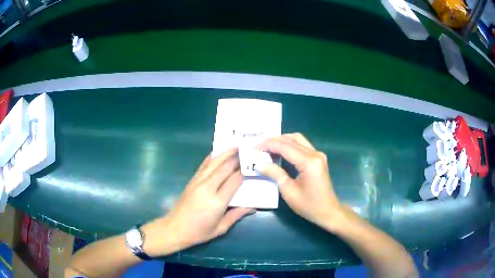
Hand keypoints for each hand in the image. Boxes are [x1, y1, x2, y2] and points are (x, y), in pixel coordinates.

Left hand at [142, 148, 254, 255]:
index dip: (244, 171)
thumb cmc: (199, 232)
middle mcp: (207, 188)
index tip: (253, 163)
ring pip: (214, 164)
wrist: (175, 228)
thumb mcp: (221, 228)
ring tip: (235, 146)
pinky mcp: (192, 181)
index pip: (234, 181)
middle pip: (224, 168)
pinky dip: (211, 158)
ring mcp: (198, 182)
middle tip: (247, 149)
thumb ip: (237, 215)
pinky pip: (203, 166)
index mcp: (217, 202)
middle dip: (236, 158)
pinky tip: (217, 152)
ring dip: (225, 154)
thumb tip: (253, 207)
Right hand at [257, 133, 340, 229]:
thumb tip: (259, 164)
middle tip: (259, 145)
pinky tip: (280, 151)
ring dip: (282, 140)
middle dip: (274, 140)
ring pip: (298, 139)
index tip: (255, 147)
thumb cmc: (308, 205)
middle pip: (292, 139)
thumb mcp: (288, 190)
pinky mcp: (318, 158)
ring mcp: (318, 155)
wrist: (328, 211)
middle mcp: (315, 153)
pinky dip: (290, 145)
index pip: (285, 146)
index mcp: (309, 162)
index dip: (268, 145)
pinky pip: (302, 145)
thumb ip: (274, 173)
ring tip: (267, 146)